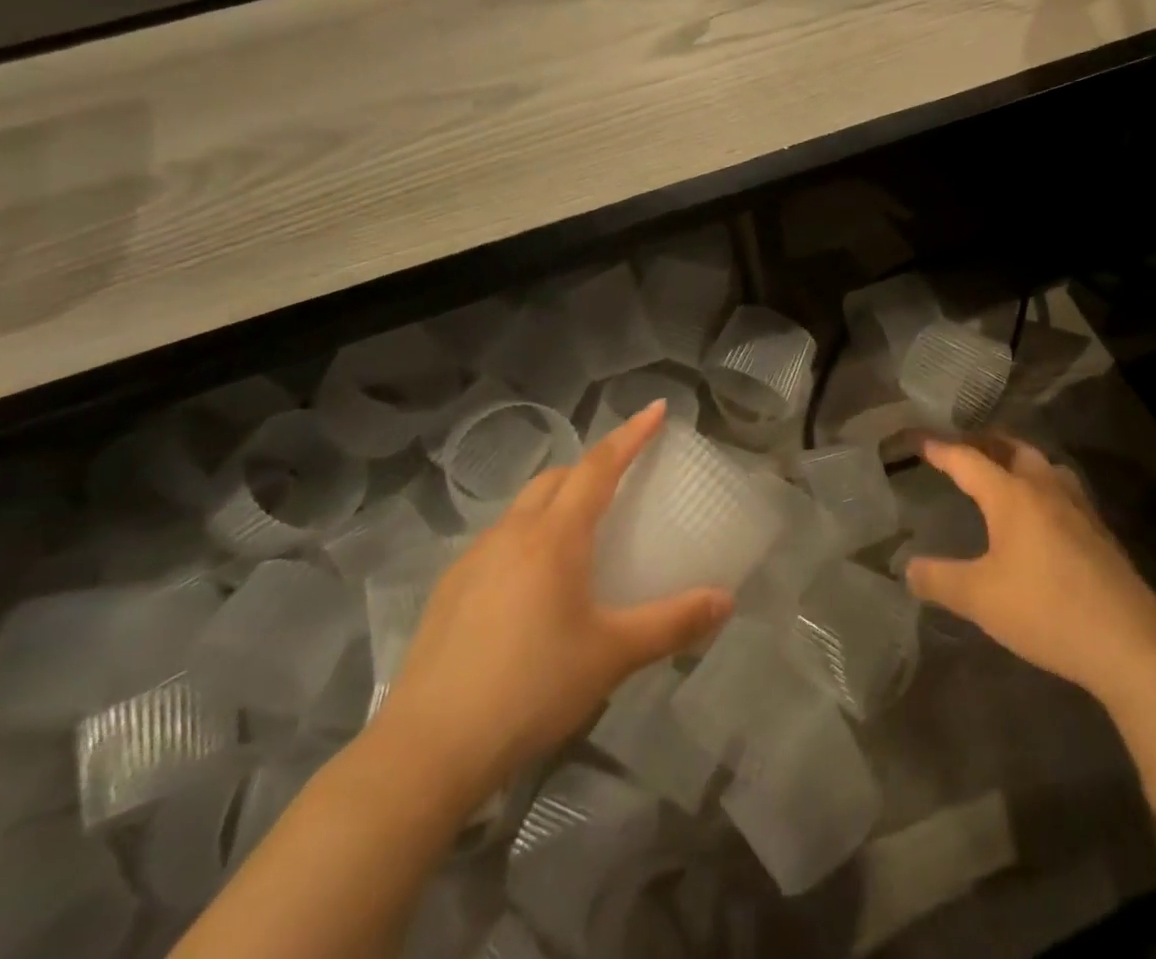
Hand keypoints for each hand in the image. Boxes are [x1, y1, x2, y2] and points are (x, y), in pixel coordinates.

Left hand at [373, 403, 732, 806]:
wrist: (429, 748)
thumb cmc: (532, 689)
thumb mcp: (612, 656)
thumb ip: (672, 623)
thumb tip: (726, 601)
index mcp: (555, 536)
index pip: (599, 465)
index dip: (631, 434)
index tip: (656, 408)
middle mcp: (512, 533)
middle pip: (557, 478)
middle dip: (591, 467)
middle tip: (622, 480)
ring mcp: (473, 559)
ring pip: (523, 509)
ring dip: (556, 503)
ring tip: (579, 537)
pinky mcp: (449, 589)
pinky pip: (498, 543)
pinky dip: (526, 540)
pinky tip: (531, 588)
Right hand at [902, 435, 1155, 702]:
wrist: (1132, 645)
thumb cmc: (1047, 610)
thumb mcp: (980, 598)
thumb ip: (939, 579)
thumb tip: (907, 568)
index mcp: (1012, 495)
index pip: (967, 459)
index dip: (940, 449)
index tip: (919, 439)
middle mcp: (1046, 489)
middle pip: (1013, 449)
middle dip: (985, 442)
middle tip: (962, 445)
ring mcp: (1079, 509)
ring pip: (1044, 467)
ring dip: (1019, 460)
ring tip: (1001, 470)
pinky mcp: (1100, 533)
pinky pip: (1063, 491)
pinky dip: (1041, 486)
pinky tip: (1040, 514)